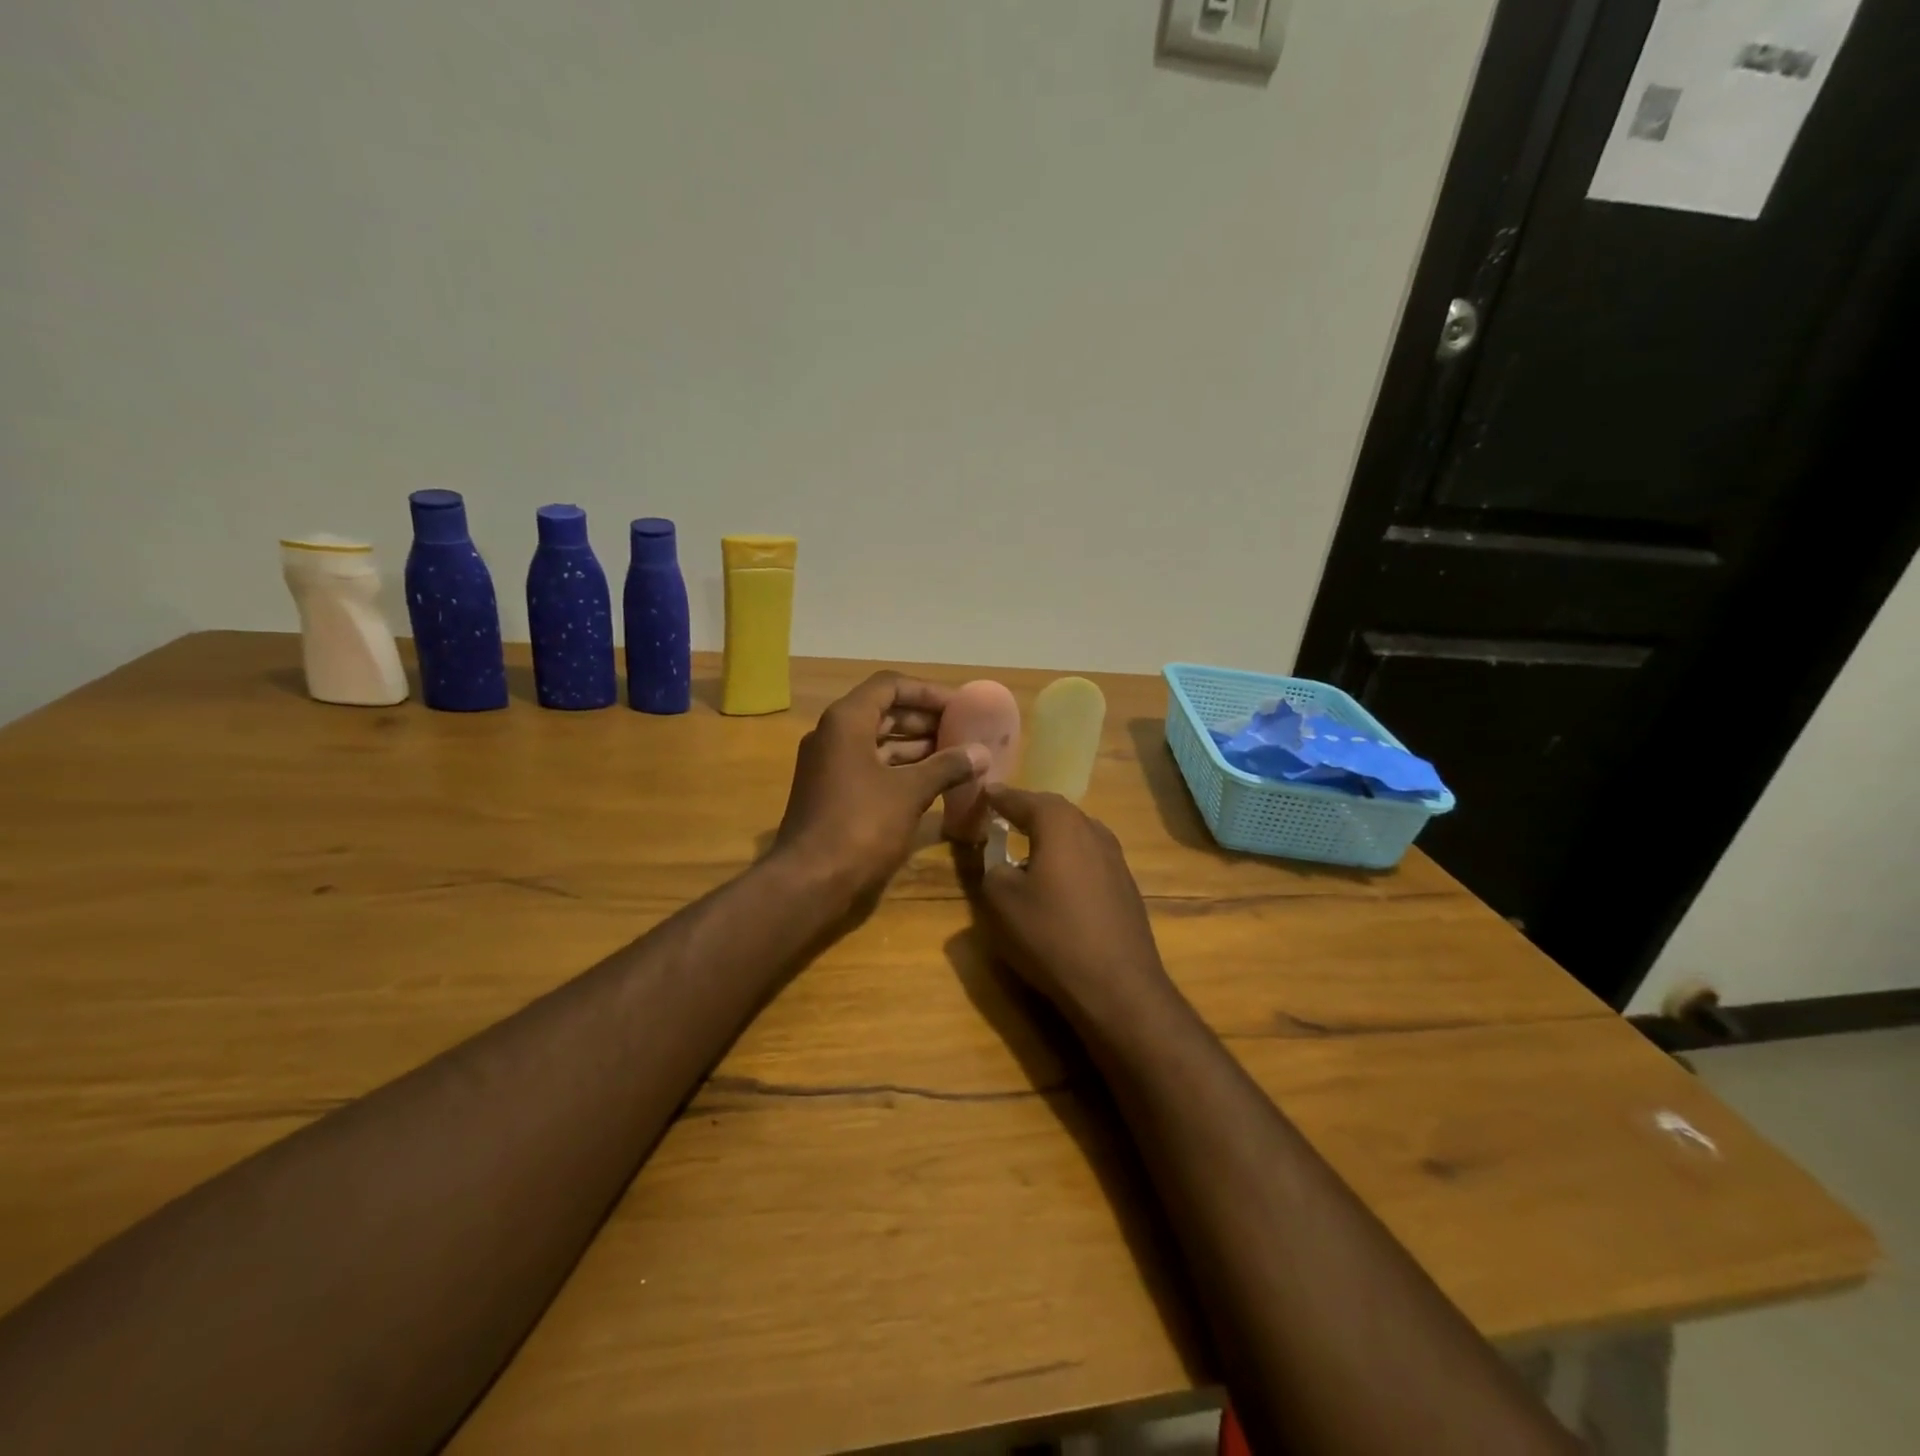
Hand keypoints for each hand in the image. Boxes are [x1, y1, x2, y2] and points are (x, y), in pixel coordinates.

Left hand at [776, 673, 988, 902]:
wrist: (809, 882)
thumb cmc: (860, 825)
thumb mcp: (910, 792)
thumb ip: (946, 766)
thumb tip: (981, 752)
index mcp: (847, 721)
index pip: (890, 685)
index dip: (927, 692)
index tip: (960, 706)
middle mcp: (833, 735)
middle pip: (884, 712)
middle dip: (924, 719)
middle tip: (963, 730)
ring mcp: (830, 765)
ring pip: (878, 742)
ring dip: (916, 746)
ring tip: (956, 755)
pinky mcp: (833, 793)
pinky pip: (872, 767)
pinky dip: (901, 769)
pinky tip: (933, 782)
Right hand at [972, 784, 1175, 1022]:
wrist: (1117, 985)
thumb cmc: (1051, 935)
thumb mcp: (1001, 901)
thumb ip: (993, 869)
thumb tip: (1001, 862)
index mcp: (1060, 824)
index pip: (1023, 799)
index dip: (999, 797)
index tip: (983, 793)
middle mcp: (1092, 830)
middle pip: (1054, 811)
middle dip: (1027, 810)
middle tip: (1002, 815)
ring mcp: (1115, 857)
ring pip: (1075, 833)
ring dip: (1050, 835)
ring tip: (1027, 846)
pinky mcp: (1126, 884)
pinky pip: (1088, 857)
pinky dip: (1068, 857)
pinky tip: (1057, 879)